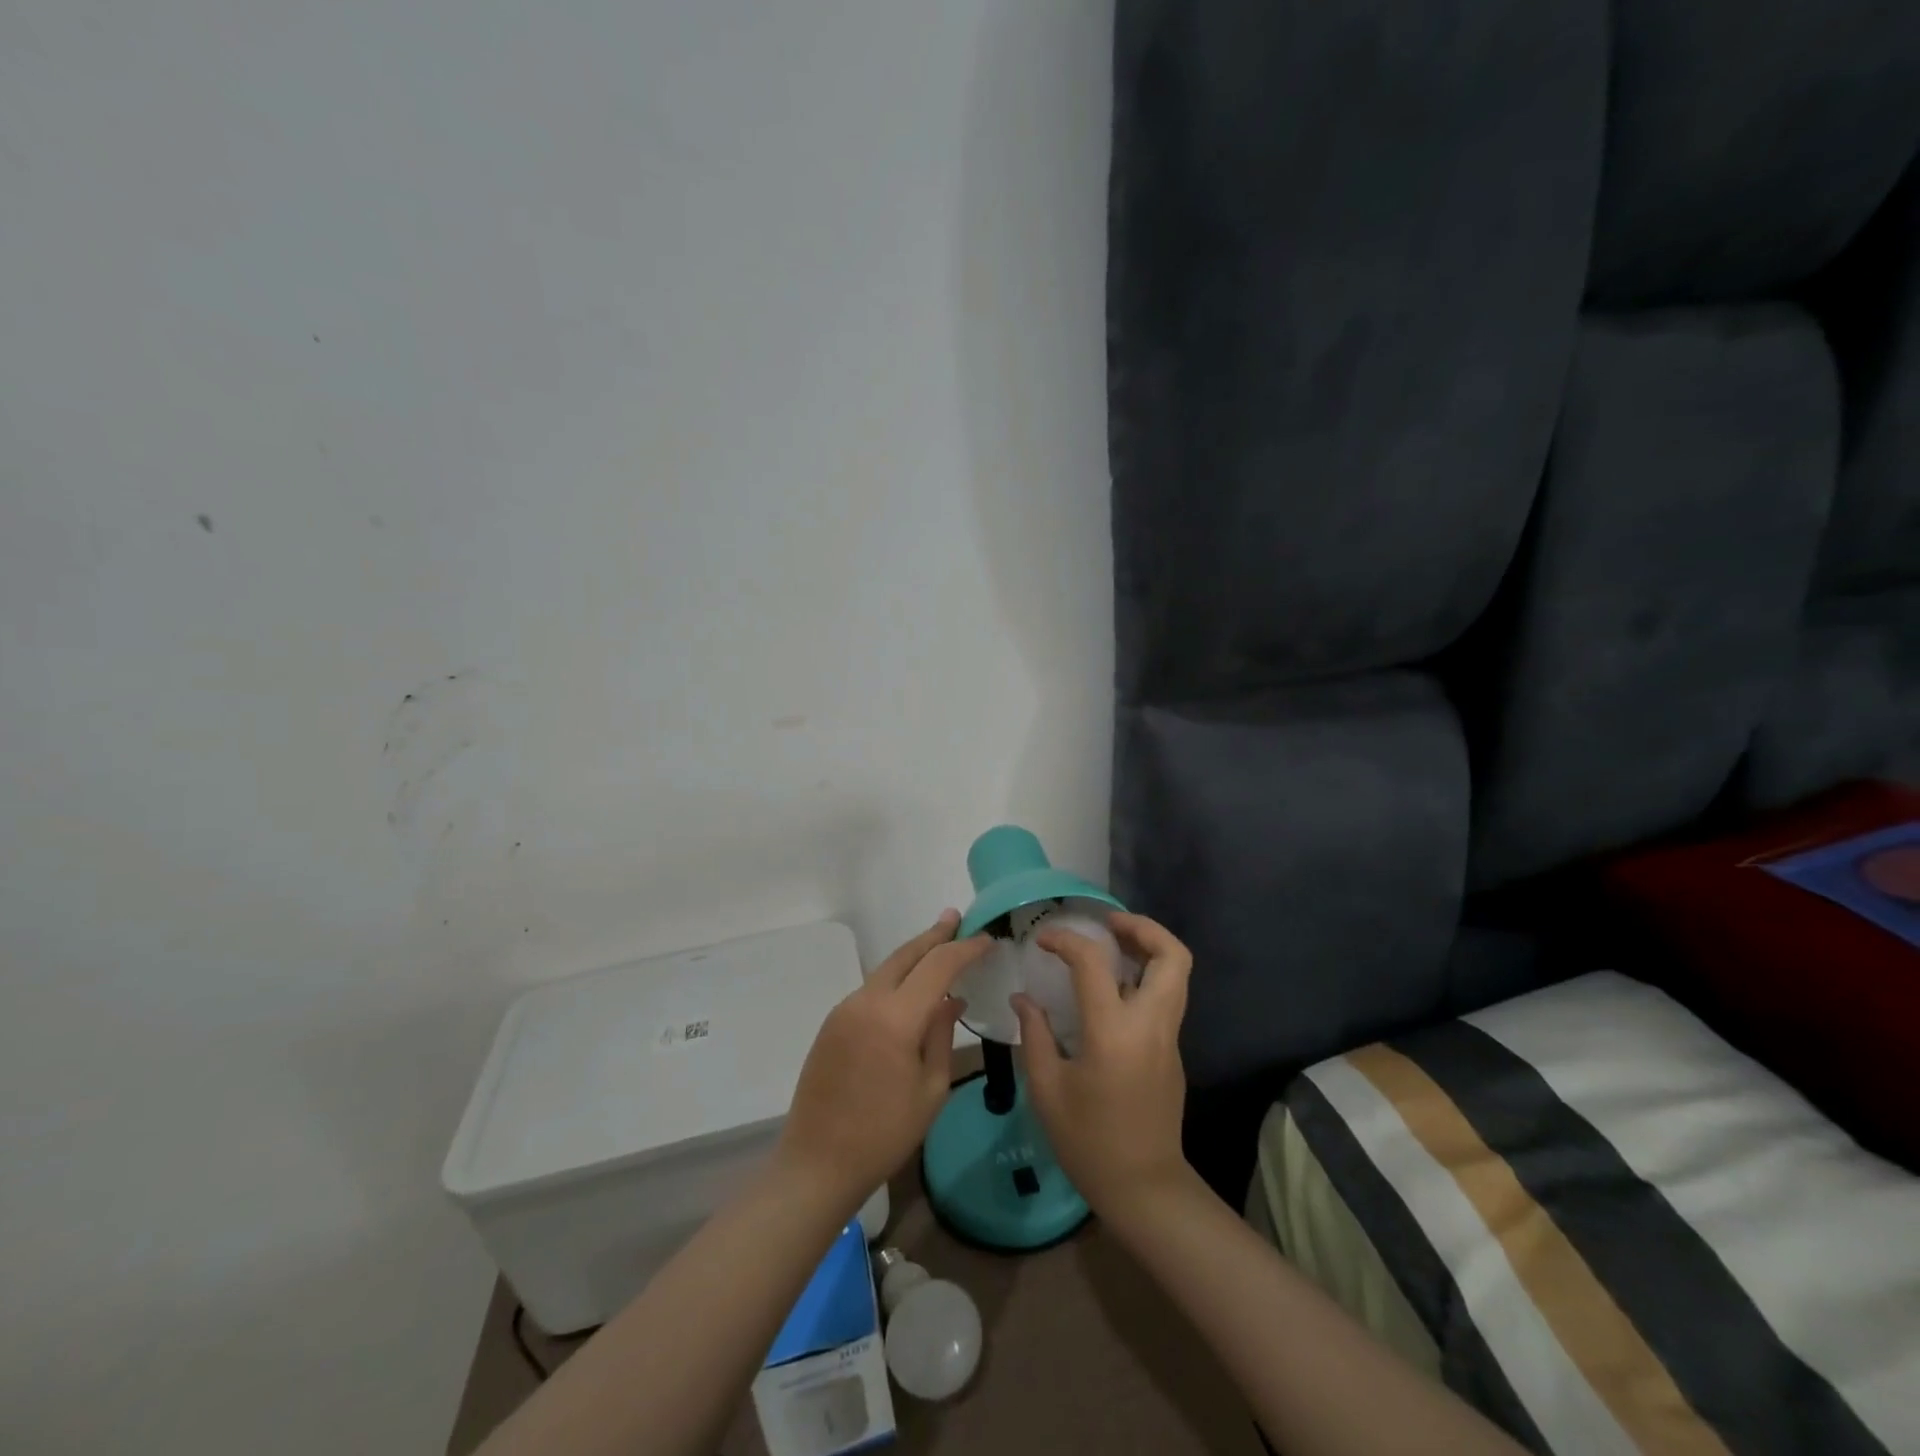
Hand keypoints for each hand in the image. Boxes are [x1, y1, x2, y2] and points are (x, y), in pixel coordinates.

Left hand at [776, 911, 988, 1212]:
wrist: (816, 1164)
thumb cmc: (884, 1135)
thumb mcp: (930, 1090)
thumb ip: (941, 1035)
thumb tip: (952, 998)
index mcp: (895, 1018)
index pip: (938, 966)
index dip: (964, 949)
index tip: (987, 939)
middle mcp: (866, 1001)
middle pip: (906, 955)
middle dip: (934, 935)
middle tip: (956, 918)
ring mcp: (844, 1009)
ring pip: (886, 968)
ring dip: (914, 955)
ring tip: (939, 945)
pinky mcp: (832, 1022)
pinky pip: (871, 988)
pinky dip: (896, 977)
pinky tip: (910, 985)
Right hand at [1012, 912, 1193, 1214]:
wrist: (1144, 1188)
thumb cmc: (1087, 1141)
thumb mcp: (1046, 1089)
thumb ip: (1035, 1035)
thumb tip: (1023, 998)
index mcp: (1113, 1032)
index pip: (1094, 963)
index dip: (1066, 940)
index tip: (1043, 940)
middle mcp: (1151, 1024)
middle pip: (1172, 956)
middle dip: (1143, 927)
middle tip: (1107, 923)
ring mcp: (1169, 1037)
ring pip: (1177, 973)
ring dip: (1149, 948)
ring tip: (1111, 944)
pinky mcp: (1173, 1050)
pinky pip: (1167, 996)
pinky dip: (1146, 975)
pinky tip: (1113, 987)